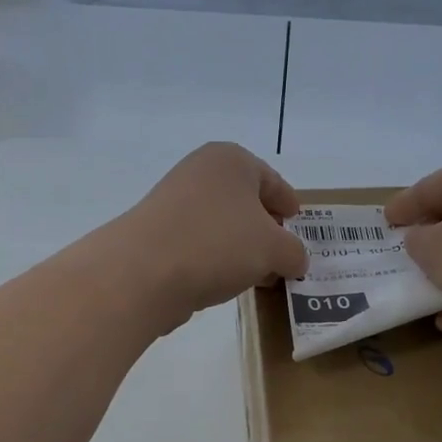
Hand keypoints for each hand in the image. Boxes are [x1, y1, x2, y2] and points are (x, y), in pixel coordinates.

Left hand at [109, 143, 307, 331]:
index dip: (288, 203)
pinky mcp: (156, 234)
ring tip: (258, 275)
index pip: (271, 180)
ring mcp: (173, 202)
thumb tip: (295, 261)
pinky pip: (198, 243)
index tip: (297, 222)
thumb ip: (293, 252)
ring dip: (240, 247)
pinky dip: (215, 258)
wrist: (144, 272)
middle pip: (244, 201)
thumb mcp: (273, 248)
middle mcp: (200, 172)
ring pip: (221, 224)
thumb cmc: (218, 243)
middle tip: (282, 254)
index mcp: (231, 160)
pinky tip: (225, 282)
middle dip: (265, 228)